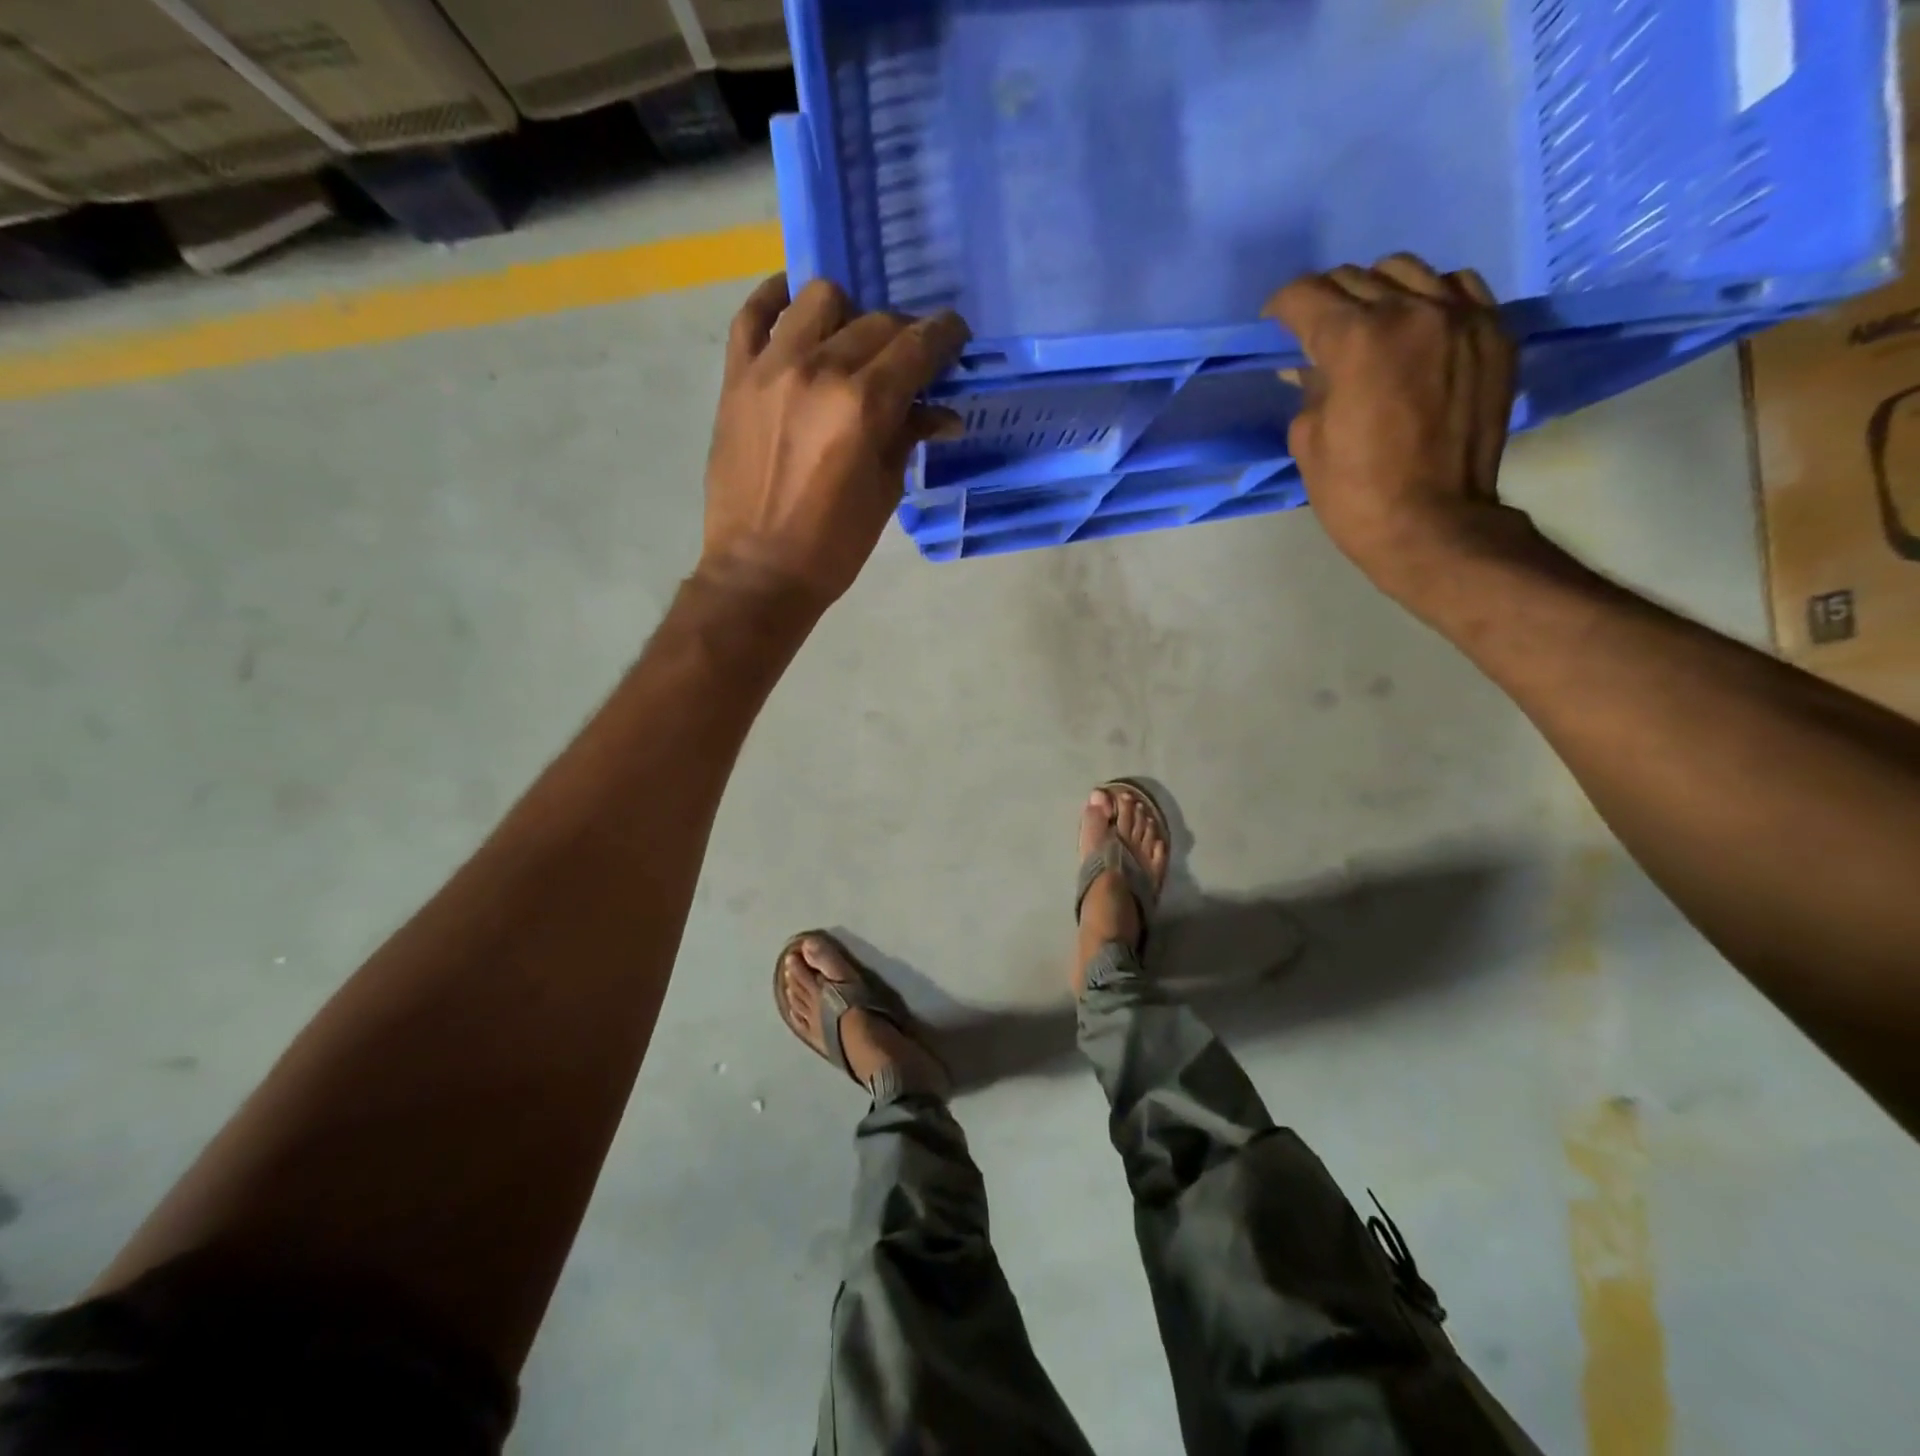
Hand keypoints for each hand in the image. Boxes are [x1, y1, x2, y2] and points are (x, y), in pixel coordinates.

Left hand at [698, 275, 969, 608]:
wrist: (759, 571)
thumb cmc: (833, 546)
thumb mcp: (885, 493)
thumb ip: (908, 439)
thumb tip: (941, 414)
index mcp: (862, 406)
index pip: (915, 347)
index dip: (944, 336)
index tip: (955, 337)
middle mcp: (818, 370)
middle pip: (875, 321)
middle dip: (904, 334)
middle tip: (910, 360)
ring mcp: (771, 368)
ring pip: (819, 299)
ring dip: (848, 313)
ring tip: (852, 344)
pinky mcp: (736, 378)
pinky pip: (753, 314)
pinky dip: (777, 300)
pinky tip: (795, 309)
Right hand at [1265, 255, 1521, 601]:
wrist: (1433, 523)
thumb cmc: (1355, 493)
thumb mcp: (1308, 441)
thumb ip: (1309, 389)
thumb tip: (1310, 367)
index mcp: (1356, 341)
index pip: (1308, 297)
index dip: (1281, 307)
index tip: (1274, 321)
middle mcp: (1412, 312)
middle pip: (1356, 278)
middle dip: (1326, 300)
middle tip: (1314, 330)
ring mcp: (1462, 318)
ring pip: (1408, 272)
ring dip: (1377, 292)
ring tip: (1368, 325)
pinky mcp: (1494, 335)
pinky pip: (1458, 288)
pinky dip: (1429, 299)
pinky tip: (1416, 330)